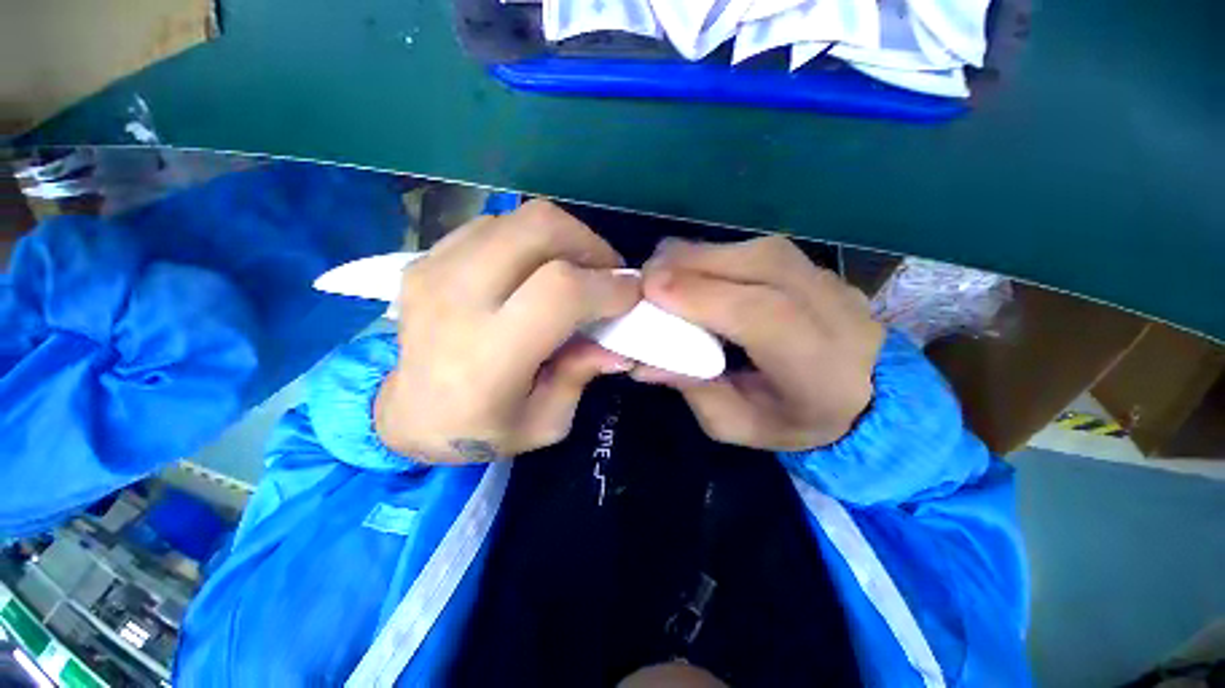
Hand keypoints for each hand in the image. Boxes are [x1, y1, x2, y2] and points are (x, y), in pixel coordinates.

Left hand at [375, 201, 639, 462]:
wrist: (406, 414)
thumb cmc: (481, 429)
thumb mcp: (545, 423)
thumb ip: (581, 376)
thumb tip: (618, 345)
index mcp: (488, 355)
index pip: (560, 292)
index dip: (608, 286)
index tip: (632, 294)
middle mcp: (457, 301)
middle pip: (539, 229)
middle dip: (589, 245)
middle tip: (605, 274)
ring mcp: (435, 270)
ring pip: (519, 219)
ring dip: (562, 239)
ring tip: (575, 270)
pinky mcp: (425, 258)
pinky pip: (494, 226)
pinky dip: (529, 241)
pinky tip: (534, 270)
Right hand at [636, 236, 884, 450]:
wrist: (868, 397)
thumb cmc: (796, 421)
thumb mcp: (738, 425)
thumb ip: (694, 391)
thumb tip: (642, 361)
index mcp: (817, 365)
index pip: (761, 314)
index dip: (702, 296)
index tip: (650, 290)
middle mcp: (832, 310)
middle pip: (757, 265)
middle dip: (689, 265)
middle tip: (644, 279)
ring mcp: (828, 280)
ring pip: (753, 248)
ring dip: (699, 256)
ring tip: (662, 274)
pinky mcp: (813, 267)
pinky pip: (755, 248)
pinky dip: (716, 255)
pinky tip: (693, 272)